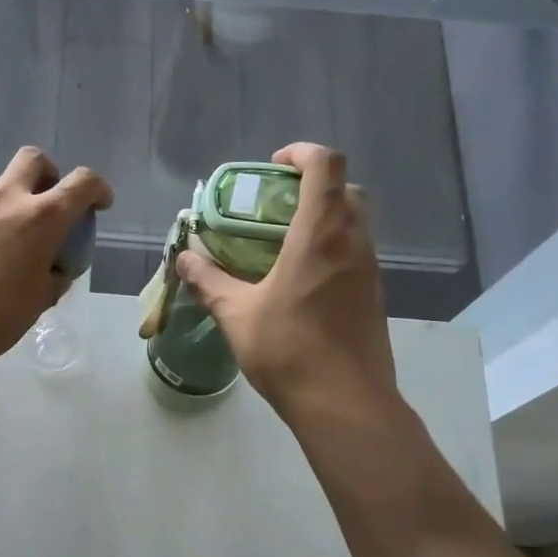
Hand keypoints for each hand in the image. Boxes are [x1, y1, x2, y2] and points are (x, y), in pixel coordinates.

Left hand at [0, 147, 112, 366]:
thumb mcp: (38, 303)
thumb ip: (52, 280)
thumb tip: (54, 272)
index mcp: (43, 218)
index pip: (81, 184)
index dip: (97, 189)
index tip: (100, 204)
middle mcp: (8, 199)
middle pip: (34, 159)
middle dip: (49, 173)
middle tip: (50, 202)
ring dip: (12, 193)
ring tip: (12, 229)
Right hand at [176, 143, 396, 423]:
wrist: (345, 403)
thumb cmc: (288, 351)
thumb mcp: (236, 315)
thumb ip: (208, 281)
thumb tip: (184, 259)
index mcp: (321, 235)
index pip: (325, 167)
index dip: (302, 153)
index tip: (273, 167)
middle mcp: (353, 243)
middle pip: (346, 189)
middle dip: (312, 185)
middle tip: (275, 207)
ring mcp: (369, 270)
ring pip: (354, 223)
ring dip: (324, 218)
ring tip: (282, 243)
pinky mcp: (374, 296)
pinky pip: (355, 253)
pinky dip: (331, 248)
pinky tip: (300, 281)